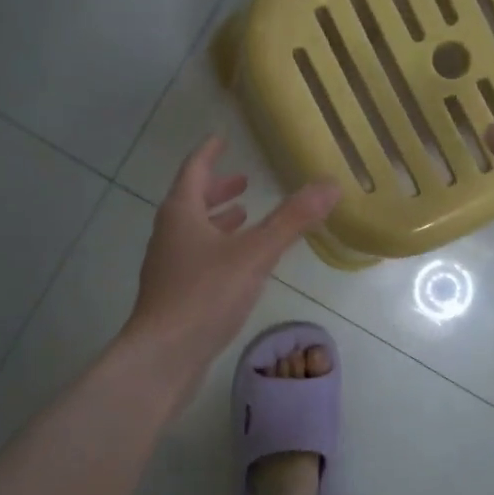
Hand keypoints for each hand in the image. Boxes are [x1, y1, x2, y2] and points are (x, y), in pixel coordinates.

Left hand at [125, 136, 339, 372]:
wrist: (163, 356)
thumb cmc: (205, 295)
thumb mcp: (255, 253)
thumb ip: (292, 219)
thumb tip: (330, 185)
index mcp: (181, 213)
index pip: (194, 169)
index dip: (209, 153)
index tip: (221, 139)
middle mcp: (169, 234)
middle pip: (191, 200)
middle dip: (217, 189)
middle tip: (243, 180)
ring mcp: (168, 265)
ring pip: (193, 231)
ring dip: (217, 220)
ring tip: (244, 216)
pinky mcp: (173, 293)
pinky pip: (196, 256)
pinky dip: (217, 247)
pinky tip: (236, 265)